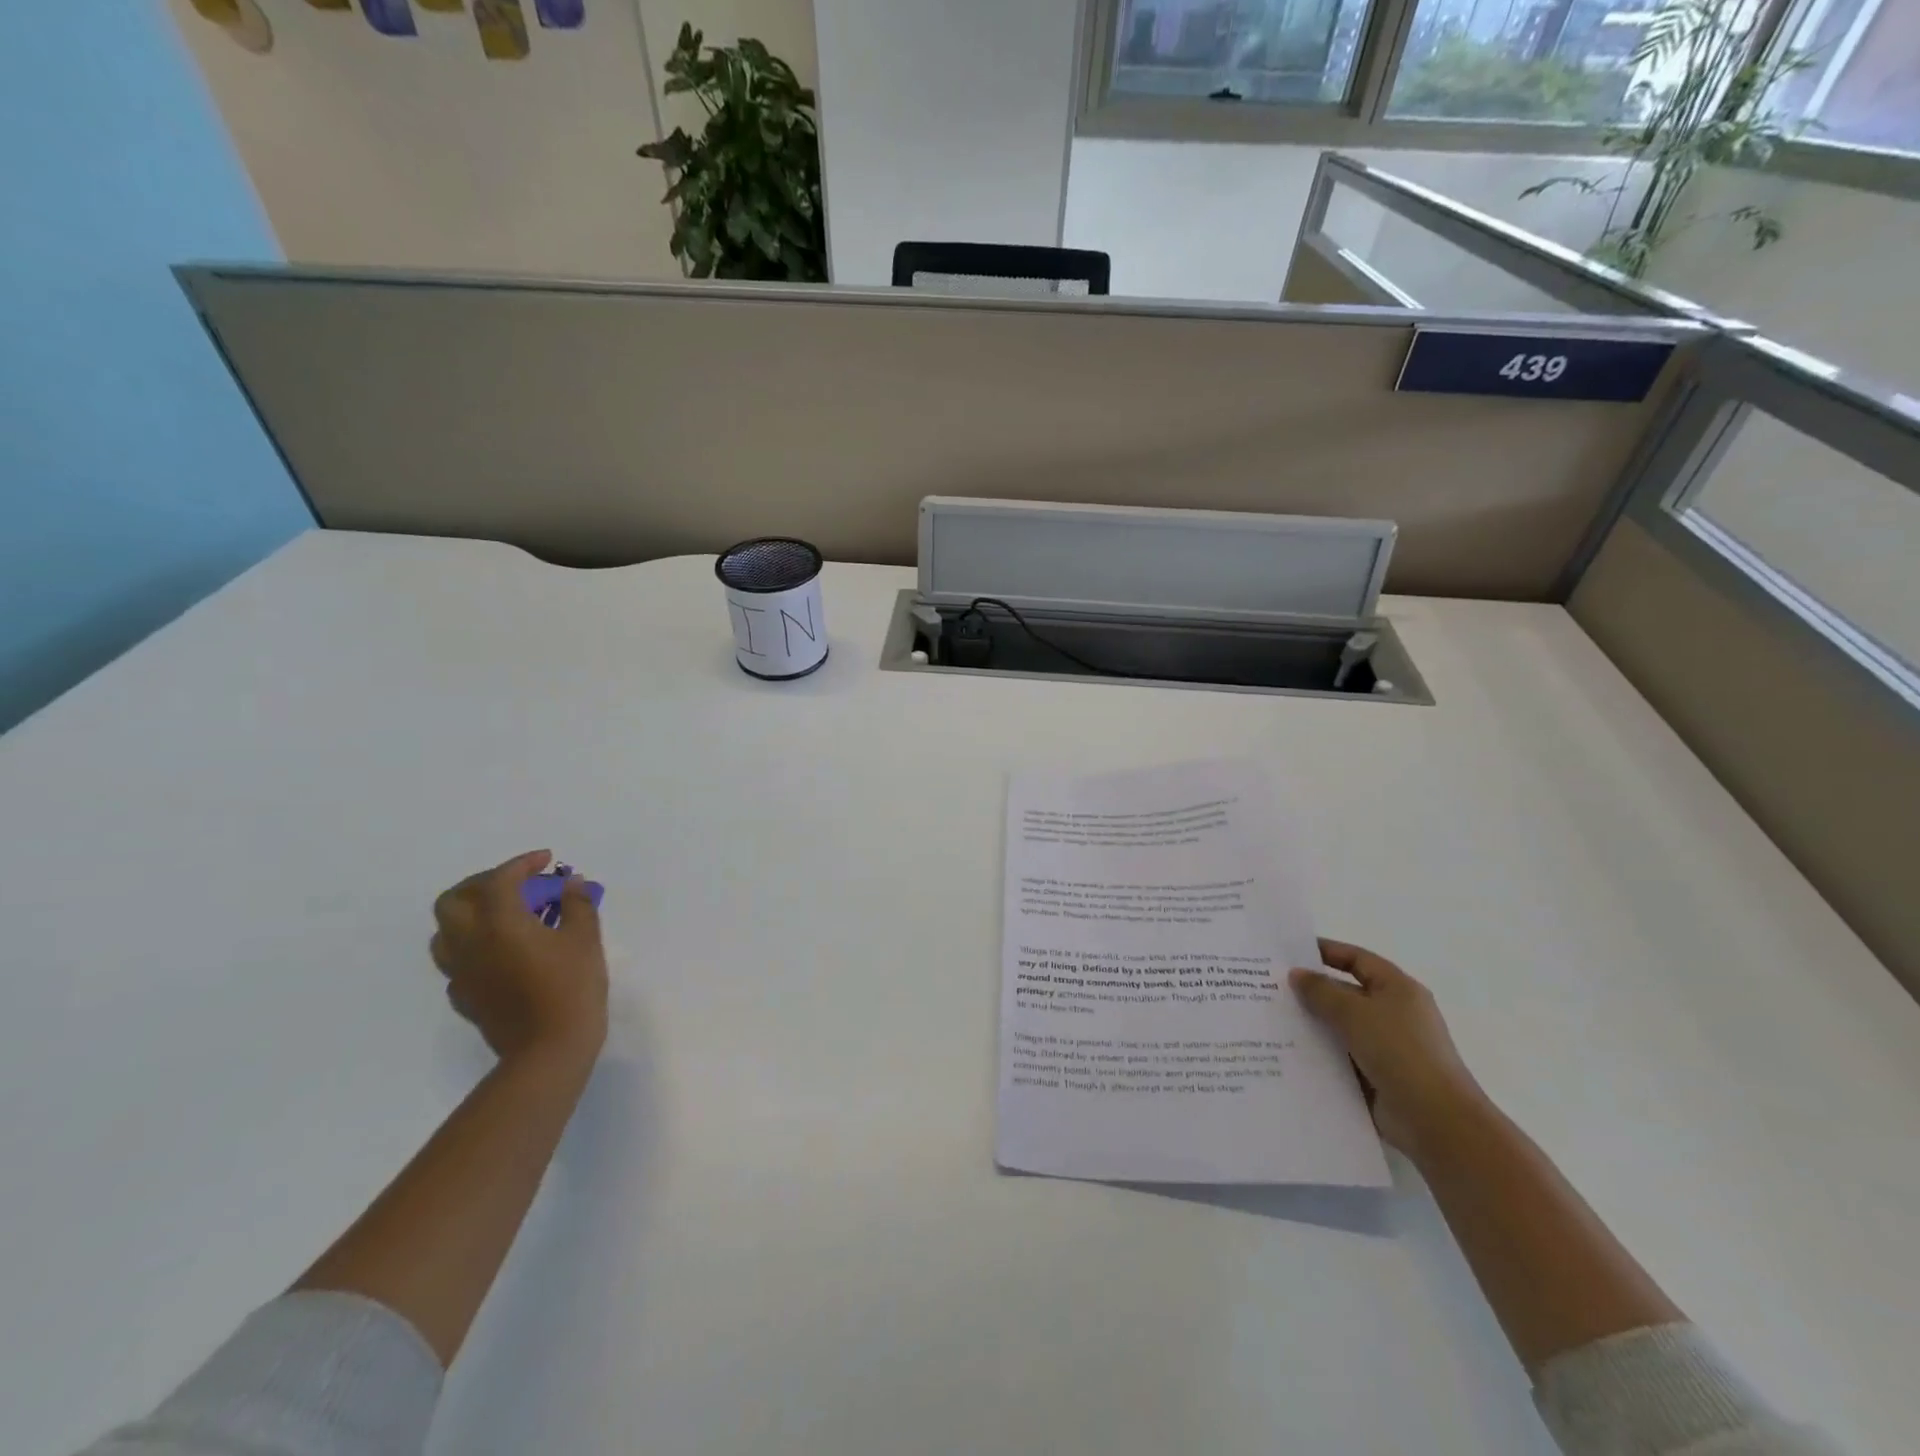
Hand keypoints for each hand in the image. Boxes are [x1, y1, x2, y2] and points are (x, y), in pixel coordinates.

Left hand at [430, 850, 607, 1063]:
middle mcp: (470, 942)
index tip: (546, 860)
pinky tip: (501, 951)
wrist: (548, 1048)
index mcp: (498, 923)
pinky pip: (457, 961)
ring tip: (502, 915)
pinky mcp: (464, 996)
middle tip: (515, 883)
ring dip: (469, 914)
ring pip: (445, 932)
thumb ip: (576, 905)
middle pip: (453, 900)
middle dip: (482, 883)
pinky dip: (474, 946)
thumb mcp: (585, 938)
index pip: (499, 880)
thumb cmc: (571, 986)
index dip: (522, 864)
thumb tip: (570, 884)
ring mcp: (461, 972)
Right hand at [1290, 939, 1487, 1158]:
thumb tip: (1296, 974)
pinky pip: (1341, 1056)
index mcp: (1397, 989)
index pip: (1357, 959)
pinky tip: (1287, 1053)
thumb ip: (1321, 991)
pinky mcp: (1377, 1076)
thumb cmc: (1399, 1052)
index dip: (1325, 951)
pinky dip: (1319, 1054)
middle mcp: (1393, 1014)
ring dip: (1311, 1025)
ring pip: (1340, 1027)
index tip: (1288, 952)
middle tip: (1269, 986)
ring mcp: (1386, 1047)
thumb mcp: (1355, 1013)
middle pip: (1345, 993)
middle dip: (1311, 991)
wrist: (1436, 1121)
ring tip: (1270, 1019)